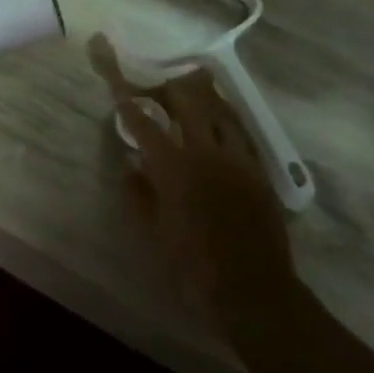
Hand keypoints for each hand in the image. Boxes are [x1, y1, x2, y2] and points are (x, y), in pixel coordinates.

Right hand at [87, 35, 294, 329]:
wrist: (255, 295)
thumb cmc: (194, 269)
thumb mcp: (154, 235)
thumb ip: (139, 195)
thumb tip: (131, 164)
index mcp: (174, 168)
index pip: (143, 121)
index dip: (125, 97)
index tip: (113, 76)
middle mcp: (206, 153)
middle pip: (187, 100)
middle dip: (168, 85)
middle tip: (156, 84)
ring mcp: (238, 160)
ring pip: (220, 110)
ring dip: (201, 95)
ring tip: (190, 88)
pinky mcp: (259, 172)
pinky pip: (241, 132)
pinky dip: (226, 119)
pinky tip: (220, 121)